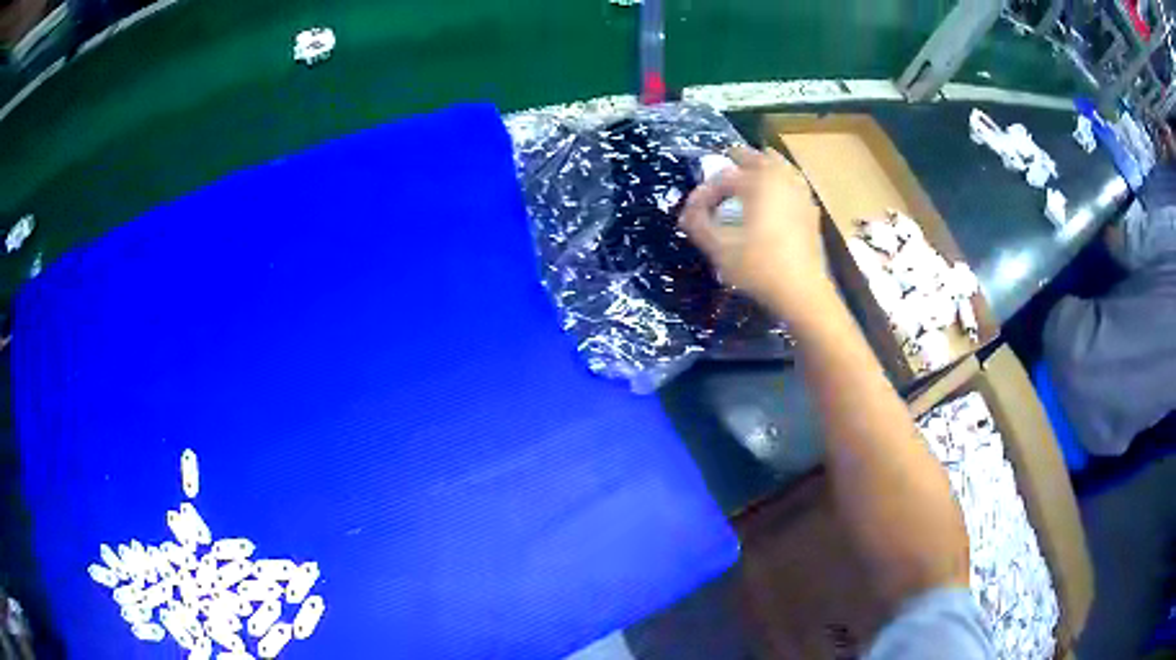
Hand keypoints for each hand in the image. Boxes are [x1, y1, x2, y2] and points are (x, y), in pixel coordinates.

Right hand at [679, 146, 830, 321]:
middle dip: (735, 162)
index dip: (704, 191)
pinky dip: (779, 181)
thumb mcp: (720, 248)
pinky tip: (774, 196)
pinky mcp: (811, 210)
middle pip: (755, 158)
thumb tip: (686, 213)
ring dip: (760, 166)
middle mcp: (781, 179)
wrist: (802, 291)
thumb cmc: (759, 267)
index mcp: (758, 182)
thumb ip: (698, 225)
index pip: (723, 177)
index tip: (692, 211)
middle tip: (719, 171)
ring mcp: (800, 193)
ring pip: (779, 165)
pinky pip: (793, 182)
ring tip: (748, 177)